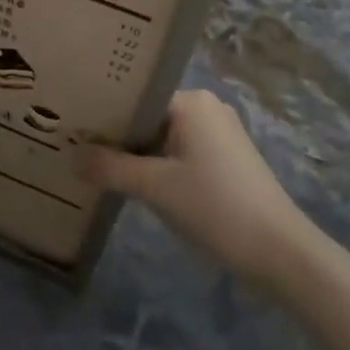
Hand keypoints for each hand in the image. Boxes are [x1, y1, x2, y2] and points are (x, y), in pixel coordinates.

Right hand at [76, 91, 315, 284]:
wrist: (279, 252)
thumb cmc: (215, 207)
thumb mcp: (154, 187)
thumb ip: (109, 168)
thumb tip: (70, 154)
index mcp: (191, 102)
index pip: (134, 97)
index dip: (102, 114)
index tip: (71, 129)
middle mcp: (207, 108)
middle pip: (147, 117)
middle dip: (116, 136)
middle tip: (76, 149)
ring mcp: (219, 134)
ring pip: (162, 138)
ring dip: (135, 154)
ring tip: (95, 167)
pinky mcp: (226, 160)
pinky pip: (179, 153)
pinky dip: (156, 166)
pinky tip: (132, 184)